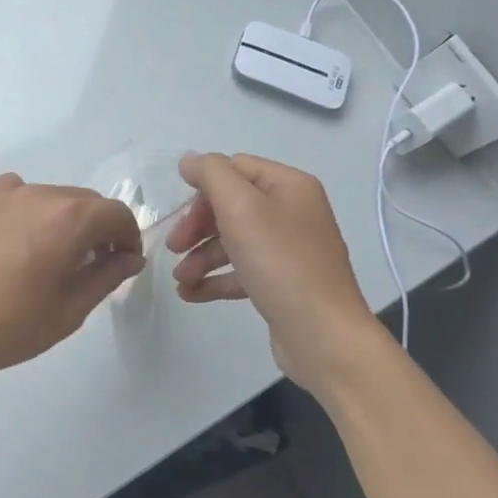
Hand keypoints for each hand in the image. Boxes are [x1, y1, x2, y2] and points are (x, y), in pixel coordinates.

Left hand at [0, 173, 143, 386]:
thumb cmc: (7, 326)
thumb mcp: (68, 311)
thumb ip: (106, 276)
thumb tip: (129, 257)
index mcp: (70, 219)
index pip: (117, 214)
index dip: (128, 237)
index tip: (123, 263)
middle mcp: (41, 193)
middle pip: (85, 202)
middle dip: (98, 229)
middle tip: (91, 265)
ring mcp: (5, 193)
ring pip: (51, 197)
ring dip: (63, 220)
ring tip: (49, 257)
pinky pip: (17, 194)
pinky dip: (29, 210)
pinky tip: (16, 240)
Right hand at [166, 152, 381, 384]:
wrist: (324, 336)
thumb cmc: (281, 264)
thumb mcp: (241, 208)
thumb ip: (212, 175)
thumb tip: (190, 161)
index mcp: (289, 186)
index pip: (235, 168)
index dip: (202, 188)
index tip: (178, 214)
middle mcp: (293, 212)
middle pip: (231, 205)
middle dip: (197, 226)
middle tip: (173, 248)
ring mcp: (290, 249)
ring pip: (234, 240)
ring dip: (201, 256)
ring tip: (180, 279)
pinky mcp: (283, 283)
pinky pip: (242, 271)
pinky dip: (216, 278)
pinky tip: (190, 294)